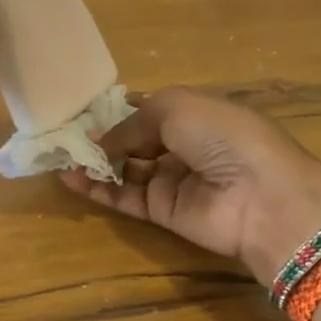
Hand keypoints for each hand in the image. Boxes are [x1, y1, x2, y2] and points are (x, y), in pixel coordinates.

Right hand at [59, 88, 320, 286]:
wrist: (260, 196)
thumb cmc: (222, 136)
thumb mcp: (176, 108)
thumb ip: (132, 123)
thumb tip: (101, 141)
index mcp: (195, 113)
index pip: (151, 110)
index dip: (120, 110)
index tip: (84, 110)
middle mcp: (184, 146)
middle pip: (135, 140)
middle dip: (103, 136)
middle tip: (65, 134)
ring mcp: (174, 180)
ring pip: (126, 170)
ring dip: (95, 162)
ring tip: (60, 156)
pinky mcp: (164, 212)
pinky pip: (125, 197)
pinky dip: (98, 188)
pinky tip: (70, 177)